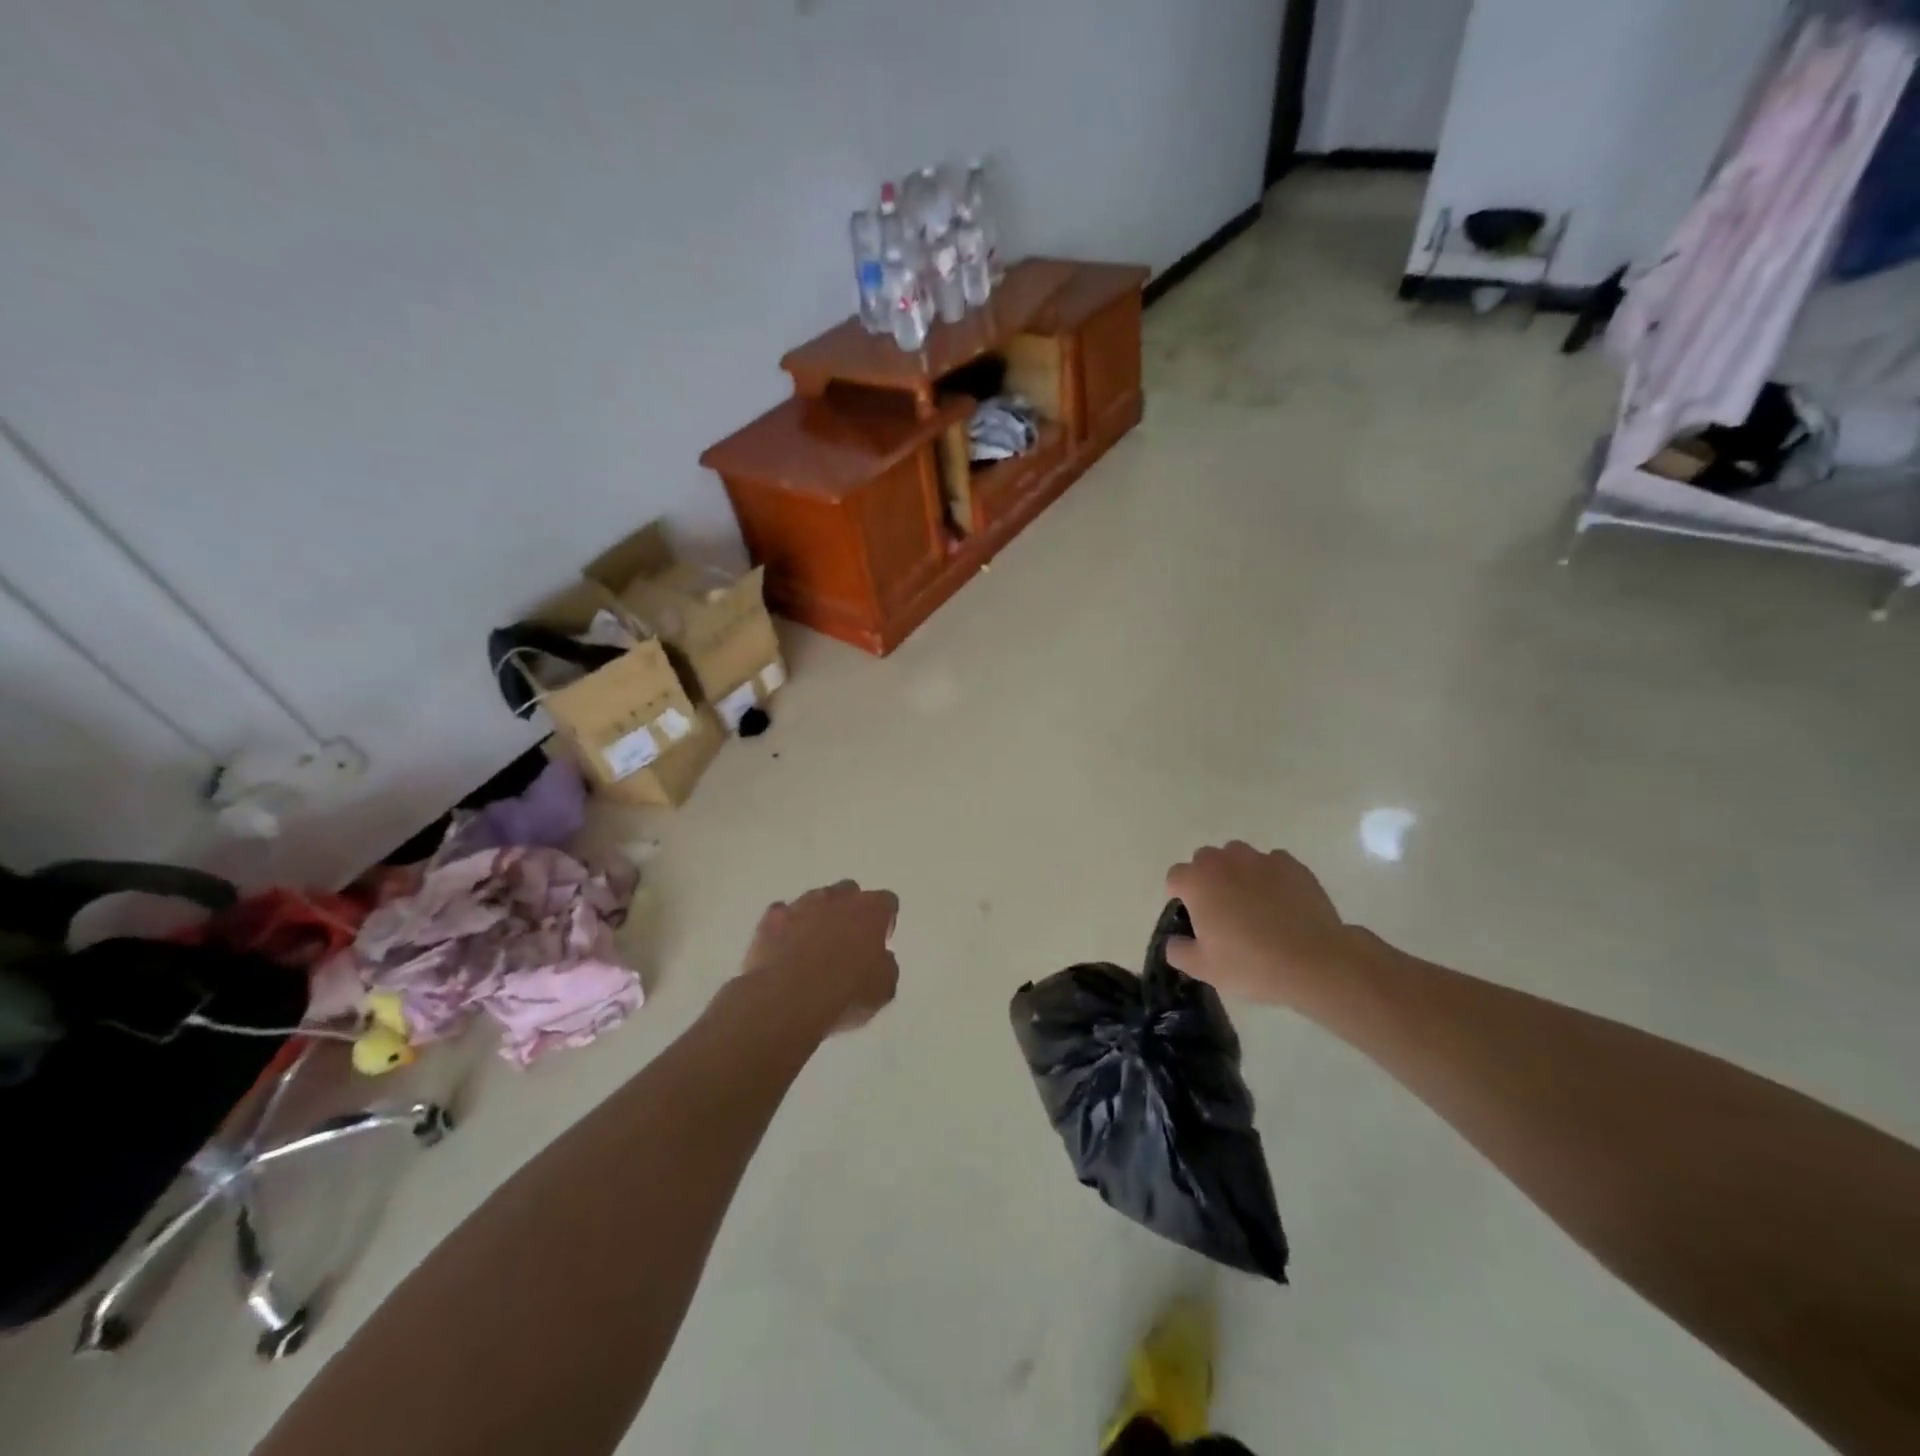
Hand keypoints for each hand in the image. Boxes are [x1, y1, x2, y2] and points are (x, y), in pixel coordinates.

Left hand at [740, 880, 898, 1033]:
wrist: (788, 999)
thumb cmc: (846, 992)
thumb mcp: (884, 988)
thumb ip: (886, 965)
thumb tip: (881, 959)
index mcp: (871, 910)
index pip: (886, 902)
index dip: (884, 921)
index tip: (880, 941)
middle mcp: (838, 897)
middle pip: (849, 892)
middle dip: (850, 911)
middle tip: (848, 942)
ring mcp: (801, 904)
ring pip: (815, 900)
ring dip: (818, 917)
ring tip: (813, 949)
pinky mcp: (771, 918)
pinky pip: (783, 915)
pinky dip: (786, 928)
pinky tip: (786, 950)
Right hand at [1164, 842, 1351, 1006]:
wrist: (1314, 962)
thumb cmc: (1250, 964)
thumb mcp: (1203, 968)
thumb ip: (1178, 951)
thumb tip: (1174, 940)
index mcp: (1197, 881)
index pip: (1176, 876)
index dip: (1180, 895)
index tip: (1192, 917)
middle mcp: (1225, 861)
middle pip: (1205, 860)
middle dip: (1207, 878)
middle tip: (1221, 911)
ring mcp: (1260, 859)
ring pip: (1238, 856)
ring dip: (1237, 872)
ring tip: (1252, 903)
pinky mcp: (1292, 865)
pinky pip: (1272, 863)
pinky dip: (1270, 877)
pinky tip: (1281, 903)